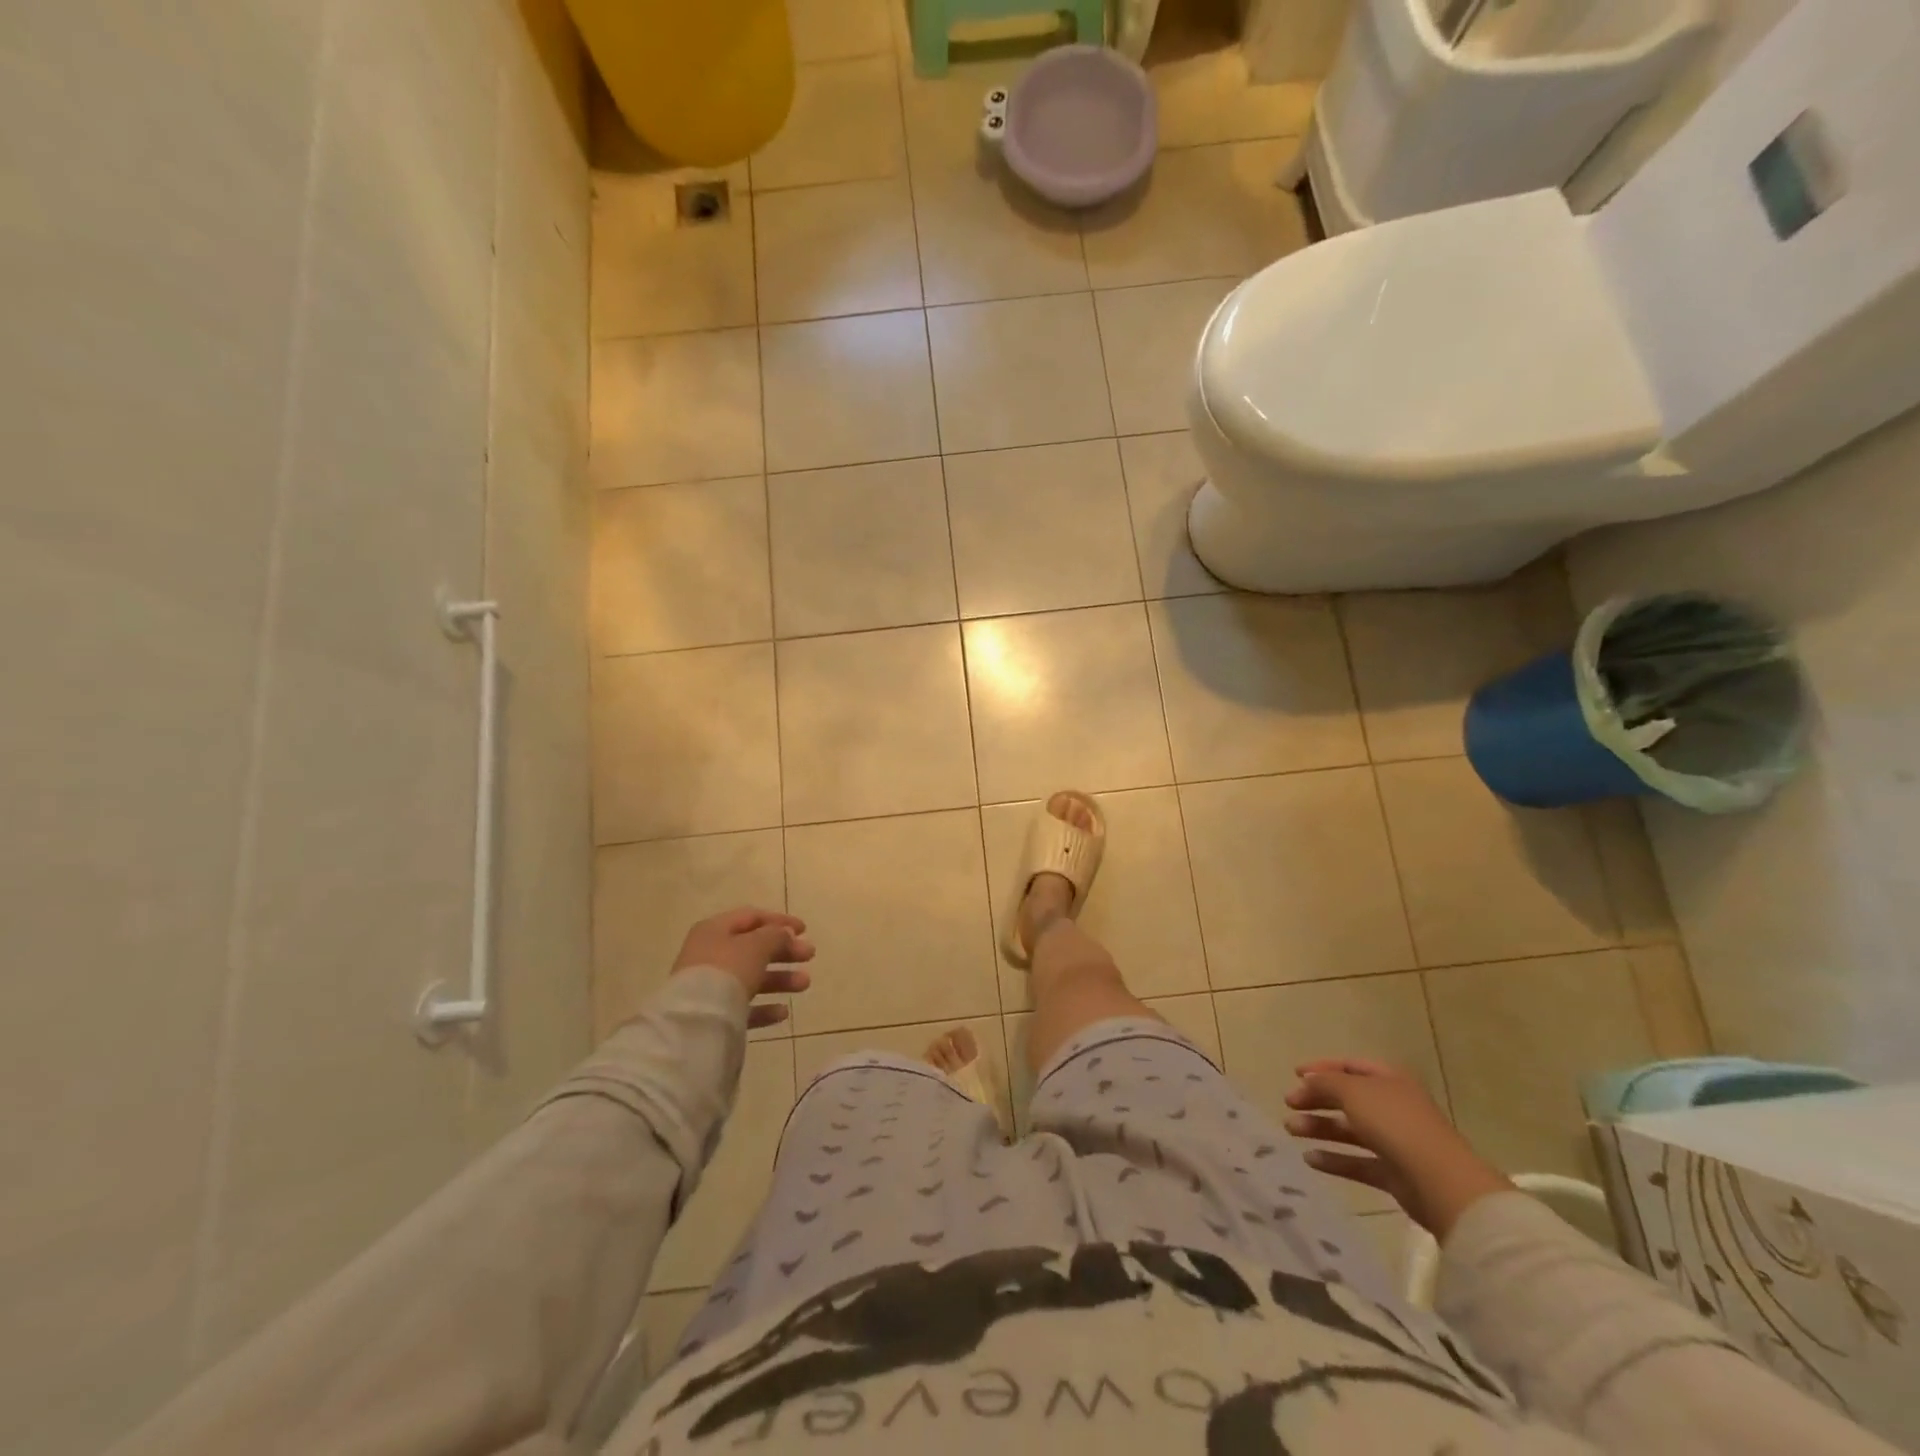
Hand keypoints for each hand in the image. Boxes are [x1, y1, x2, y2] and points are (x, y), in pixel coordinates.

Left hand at [671, 908, 813, 1030]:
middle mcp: (710, 955)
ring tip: (804, 984)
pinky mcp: (713, 1014)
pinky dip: (764, 1007)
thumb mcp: (757, 945)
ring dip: (780, 979)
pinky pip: (743, 1006)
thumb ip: (775, 935)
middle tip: (809, 955)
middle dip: (784, 951)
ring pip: (751, 977)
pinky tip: (783, 1012)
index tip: (805, 930)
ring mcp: (709, 986)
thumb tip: (785, 933)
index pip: (751, 917)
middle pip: (753, 948)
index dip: (779, 921)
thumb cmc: (728, 970)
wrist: (696, 1021)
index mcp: (715, 930)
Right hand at [1285, 1058, 1511, 1238]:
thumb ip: (1325, 1083)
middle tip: (1289, 1104)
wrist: (1441, 1183)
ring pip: (1350, 1130)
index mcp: (1389, 1080)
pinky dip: (1334, 1160)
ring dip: (1319, 1128)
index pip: (1350, 1066)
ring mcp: (1395, 1141)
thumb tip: (1307, 1082)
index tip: (1295, 1074)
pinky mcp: (1394, 1174)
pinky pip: (1358, 1162)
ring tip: (1290, 1130)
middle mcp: (1392, 1106)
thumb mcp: (1353, 1091)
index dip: (1322, 1067)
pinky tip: (1310, 1159)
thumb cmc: (1395, 1123)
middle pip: (1347, 1098)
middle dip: (1316, 1099)